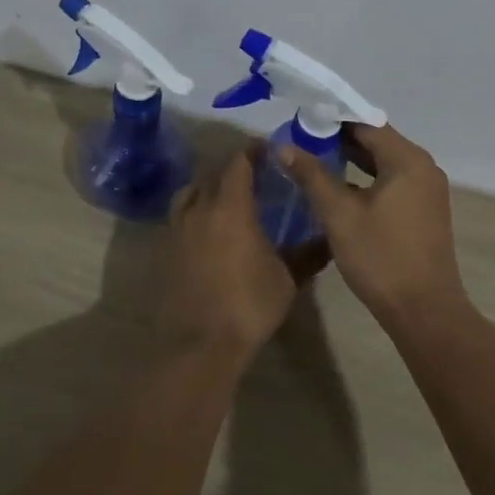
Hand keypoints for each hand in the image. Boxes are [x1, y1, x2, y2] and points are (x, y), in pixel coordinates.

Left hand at [162, 148, 302, 352]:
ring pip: (189, 193)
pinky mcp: (165, 251)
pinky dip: (195, 213)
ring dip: (207, 188)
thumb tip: (330, 239)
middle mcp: (199, 210)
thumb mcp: (287, 279)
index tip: (267, 150)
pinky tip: (209, 230)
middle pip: (211, 174)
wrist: (200, 345)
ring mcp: (177, 230)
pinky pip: (179, 218)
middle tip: (252, 175)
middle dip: (231, 168)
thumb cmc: (249, 305)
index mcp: (231, 207)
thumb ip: (308, 253)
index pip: (238, 163)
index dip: (252, 152)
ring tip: (226, 198)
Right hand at [278, 125, 468, 325]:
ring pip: (385, 162)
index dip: (332, 120)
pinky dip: (367, 179)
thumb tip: (284, 146)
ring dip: (352, 160)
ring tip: (314, 161)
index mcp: (407, 160)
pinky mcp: (425, 210)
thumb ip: (312, 176)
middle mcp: (423, 167)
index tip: (301, 123)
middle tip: (301, 142)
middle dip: (339, 139)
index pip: (366, 124)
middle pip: (377, 140)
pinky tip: (340, 189)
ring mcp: (427, 189)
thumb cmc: (380, 258)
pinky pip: (393, 181)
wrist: (424, 310)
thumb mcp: (339, 215)